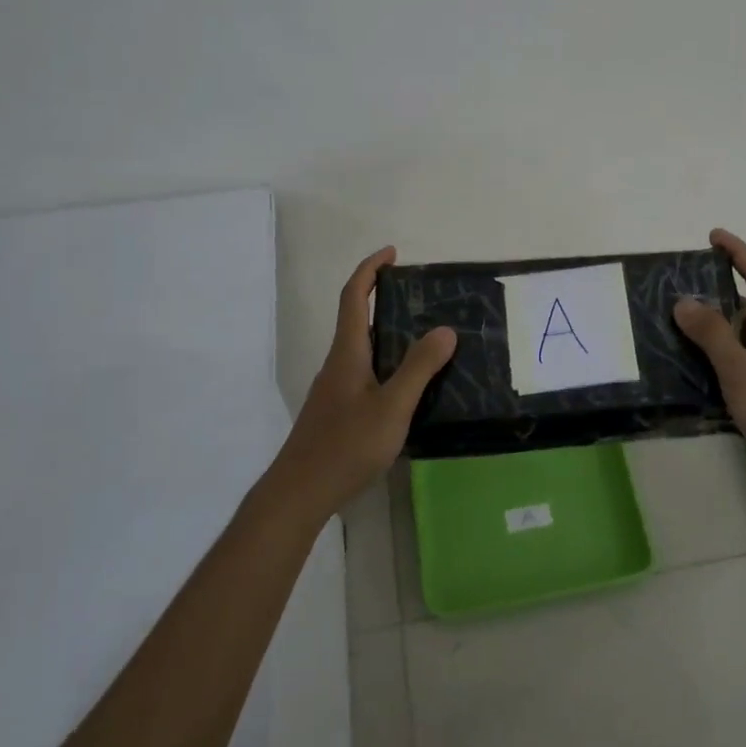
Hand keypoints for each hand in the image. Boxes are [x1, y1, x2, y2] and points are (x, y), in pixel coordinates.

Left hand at [272, 247, 456, 517]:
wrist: (300, 493)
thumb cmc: (346, 445)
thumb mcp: (392, 406)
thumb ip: (419, 368)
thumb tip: (445, 329)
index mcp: (347, 353)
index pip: (354, 297)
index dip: (370, 270)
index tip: (392, 253)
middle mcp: (337, 364)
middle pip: (356, 318)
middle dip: (381, 297)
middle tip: (419, 295)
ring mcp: (334, 389)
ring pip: (360, 347)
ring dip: (385, 331)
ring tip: (423, 335)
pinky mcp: (336, 411)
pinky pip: (363, 371)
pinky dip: (384, 360)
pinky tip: (406, 383)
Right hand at [673, 229, 745, 510]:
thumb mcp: (741, 372)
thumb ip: (712, 335)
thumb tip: (684, 300)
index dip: (738, 252)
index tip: (713, 236)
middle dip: (720, 290)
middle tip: (682, 288)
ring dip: (718, 325)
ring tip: (680, 323)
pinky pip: (744, 359)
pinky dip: (722, 354)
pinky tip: (696, 365)